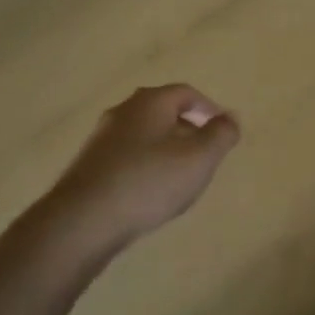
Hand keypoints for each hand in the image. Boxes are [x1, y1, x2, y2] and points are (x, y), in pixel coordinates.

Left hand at [47, 84, 239, 247]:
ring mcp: (102, 138)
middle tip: (205, 154)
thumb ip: (220, 135)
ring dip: (166, 149)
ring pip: (144, 135)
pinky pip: (128, 156)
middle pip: (163, 111)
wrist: (83, 221)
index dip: (209, 108)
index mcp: (150, 102)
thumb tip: (230, 117)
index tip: (222, 130)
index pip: (186, 93)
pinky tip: (151, 192)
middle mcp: (123, 111)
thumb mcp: (198, 158)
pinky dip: (146, 165)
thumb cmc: (148, 182)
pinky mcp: (90, 165)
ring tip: (181, 176)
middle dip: (188, 129)